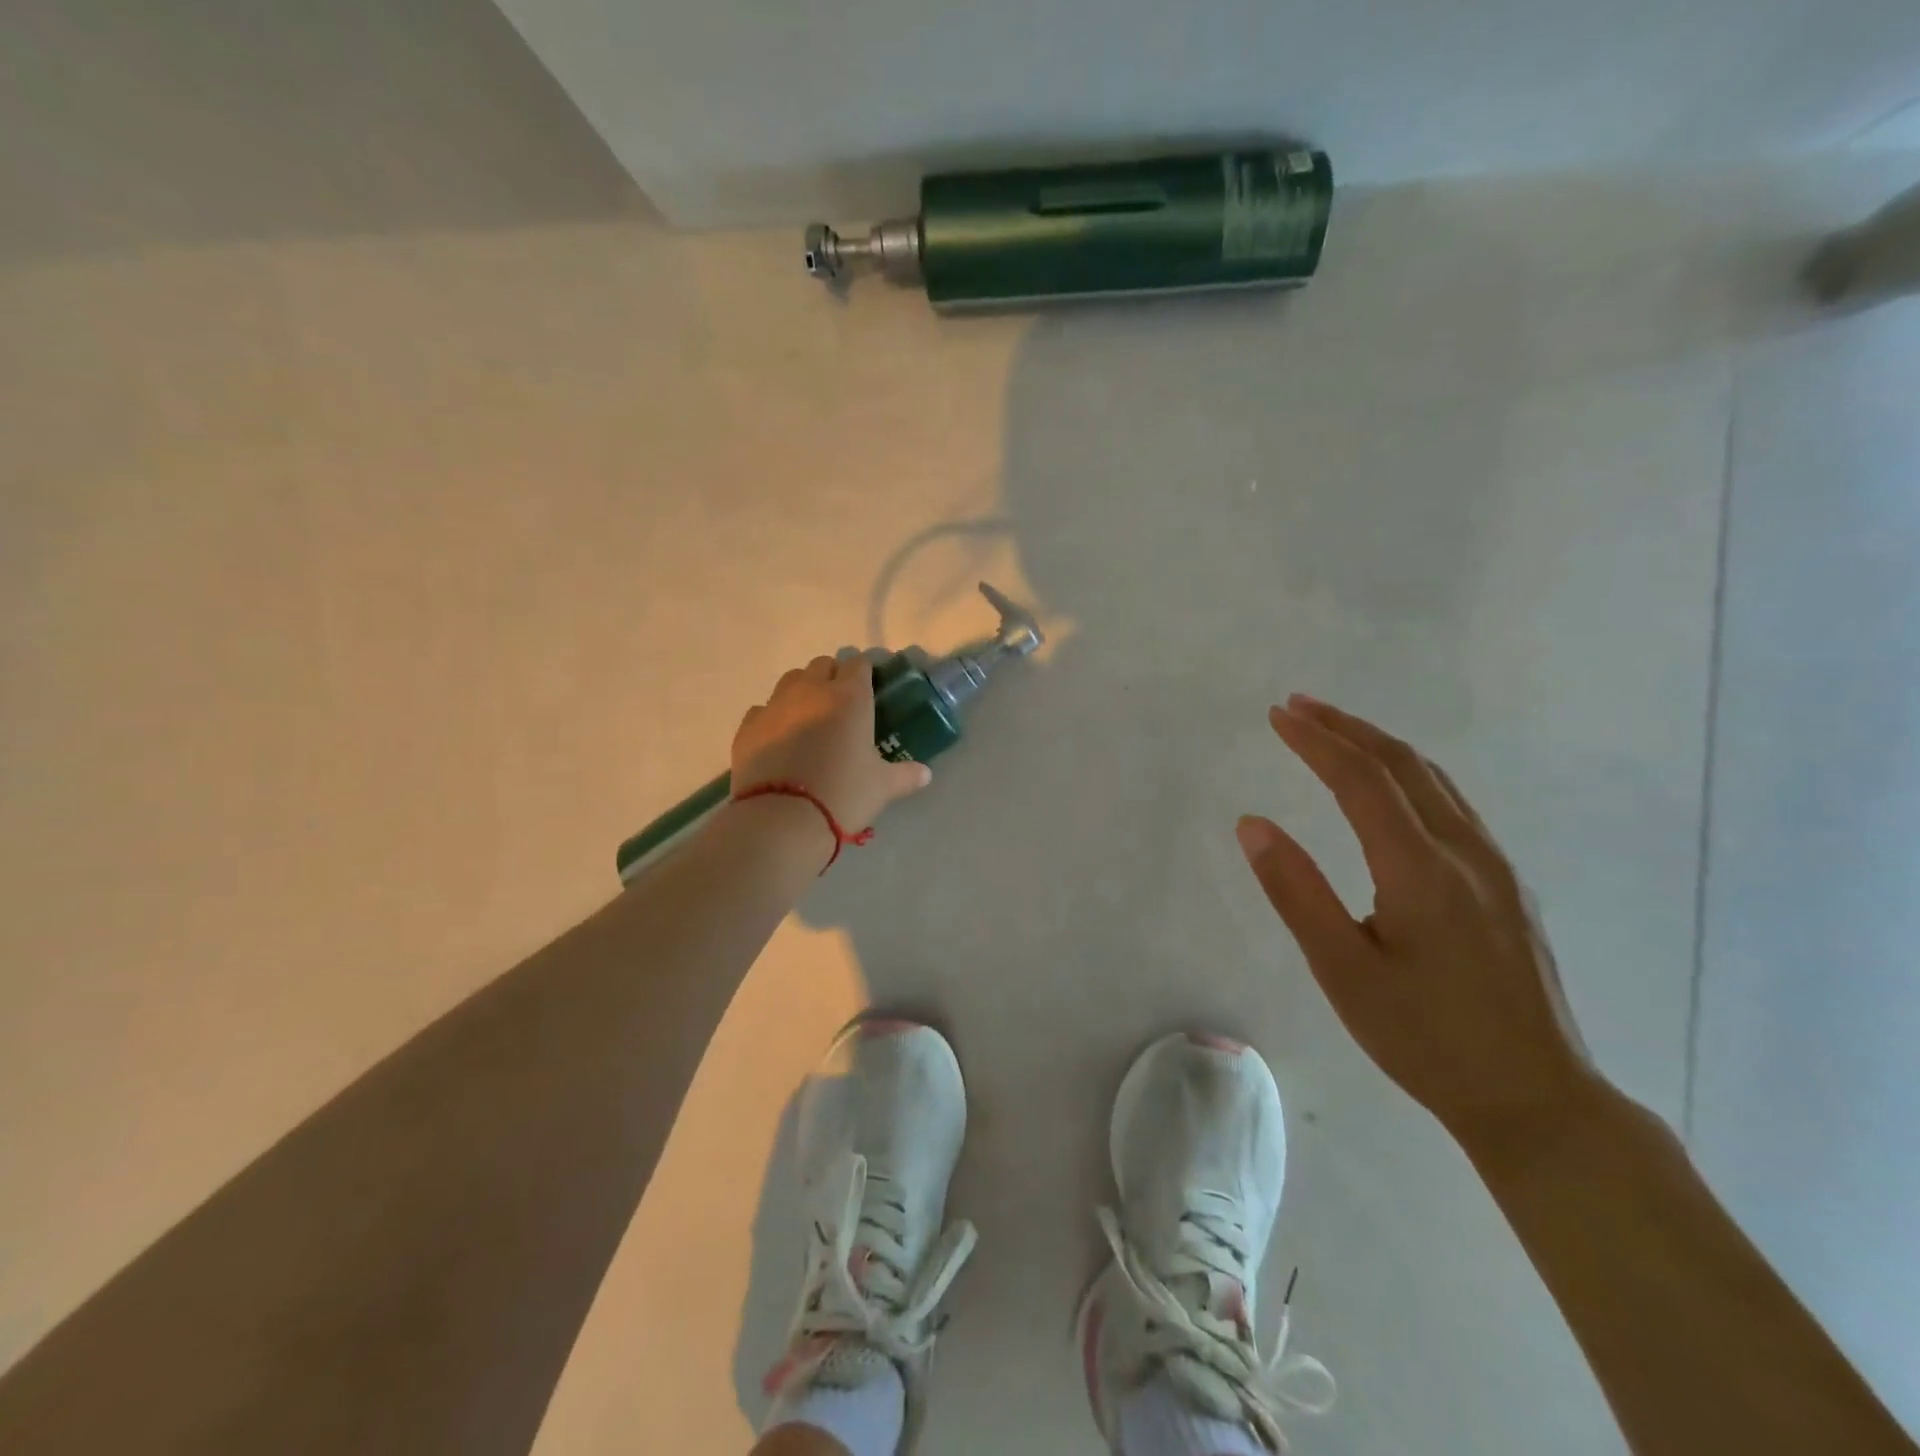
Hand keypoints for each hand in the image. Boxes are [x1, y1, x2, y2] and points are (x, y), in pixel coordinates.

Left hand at [731, 654, 931, 840]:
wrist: (781, 819)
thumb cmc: (842, 794)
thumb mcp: (882, 787)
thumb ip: (905, 775)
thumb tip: (925, 774)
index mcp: (850, 697)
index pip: (859, 664)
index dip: (866, 672)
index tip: (872, 687)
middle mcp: (811, 690)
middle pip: (823, 665)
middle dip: (834, 677)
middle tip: (843, 705)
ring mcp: (775, 705)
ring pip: (791, 680)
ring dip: (803, 690)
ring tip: (811, 718)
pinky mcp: (748, 726)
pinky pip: (764, 709)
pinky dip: (774, 717)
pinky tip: (781, 739)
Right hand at [1236, 695, 1593, 1152]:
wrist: (1537, 1098)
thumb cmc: (1425, 1038)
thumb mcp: (1343, 971)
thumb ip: (1297, 892)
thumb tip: (1253, 824)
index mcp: (1420, 870)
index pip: (1361, 779)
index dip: (1316, 741)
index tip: (1276, 715)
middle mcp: (1464, 852)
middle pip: (1404, 764)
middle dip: (1347, 728)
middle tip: (1298, 706)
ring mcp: (1494, 866)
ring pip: (1434, 780)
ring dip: (1380, 745)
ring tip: (1335, 731)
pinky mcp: (1505, 884)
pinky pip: (1452, 803)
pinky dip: (1408, 773)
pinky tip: (1390, 786)